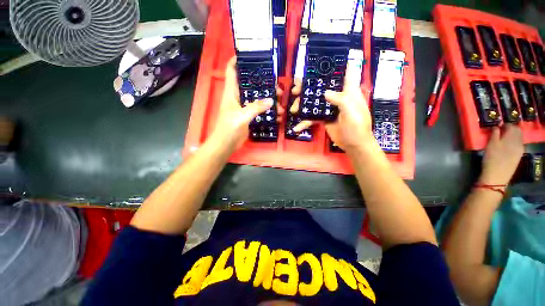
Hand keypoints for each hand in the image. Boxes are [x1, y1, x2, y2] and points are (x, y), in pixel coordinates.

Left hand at [211, 56, 283, 150]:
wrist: (226, 144)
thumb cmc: (229, 128)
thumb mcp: (242, 116)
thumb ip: (256, 107)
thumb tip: (271, 100)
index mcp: (231, 92)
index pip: (232, 71)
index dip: (237, 61)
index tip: (250, 55)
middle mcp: (237, 97)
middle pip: (250, 84)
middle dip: (263, 84)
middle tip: (277, 87)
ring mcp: (244, 107)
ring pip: (257, 98)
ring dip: (268, 99)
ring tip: (280, 103)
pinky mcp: (248, 116)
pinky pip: (259, 109)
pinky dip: (268, 110)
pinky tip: (277, 114)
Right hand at [289, 64, 373, 151]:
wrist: (354, 145)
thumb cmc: (357, 128)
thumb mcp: (352, 113)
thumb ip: (341, 101)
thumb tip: (326, 92)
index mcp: (349, 92)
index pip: (346, 73)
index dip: (338, 64)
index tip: (324, 59)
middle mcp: (338, 97)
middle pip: (322, 87)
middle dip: (308, 86)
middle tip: (295, 89)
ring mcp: (329, 108)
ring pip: (314, 102)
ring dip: (302, 105)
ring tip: (293, 109)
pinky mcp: (324, 118)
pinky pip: (312, 117)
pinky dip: (304, 122)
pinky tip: (297, 127)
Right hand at [480, 124, 523, 184]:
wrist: (497, 176)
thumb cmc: (491, 159)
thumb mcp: (490, 145)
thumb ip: (495, 134)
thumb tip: (496, 127)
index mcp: (512, 137)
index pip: (511, 126)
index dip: (504, 125)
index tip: (497, 127)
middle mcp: (519, 141)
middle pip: (517, 131)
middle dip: (510, 129)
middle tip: (501, 131)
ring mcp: (520, 149)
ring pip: (519, 138)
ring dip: (512, 136)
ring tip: (503, 138)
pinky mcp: (519, 155)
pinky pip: (518, 144)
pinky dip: (514, 142)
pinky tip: (507, 146)